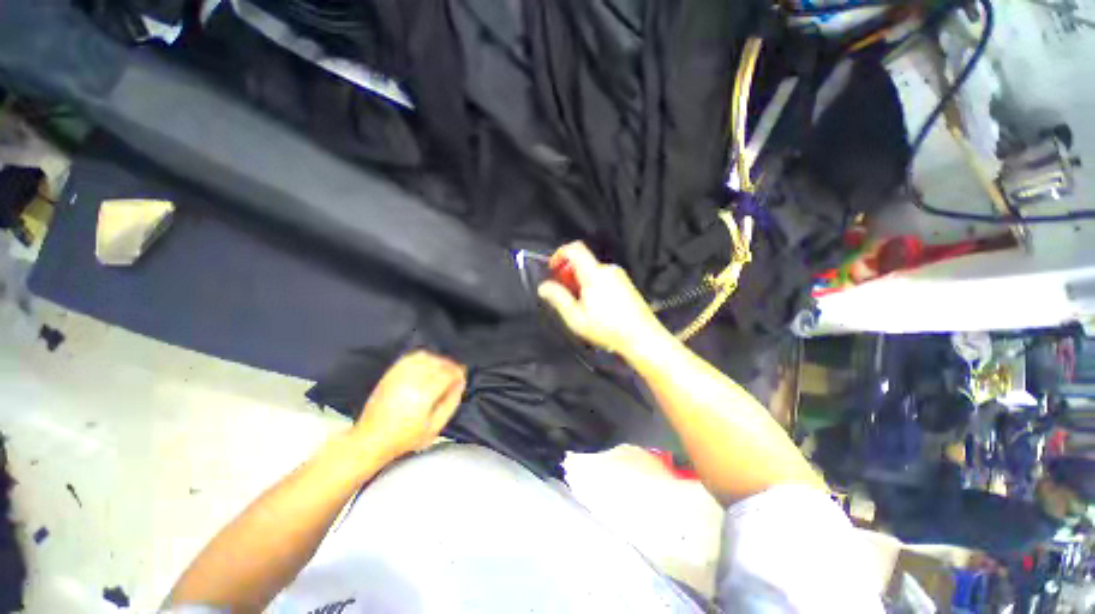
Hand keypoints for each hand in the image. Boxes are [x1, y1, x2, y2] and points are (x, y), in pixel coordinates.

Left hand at [352, 351, 465, 462]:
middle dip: (450, 366)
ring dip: (437, 361)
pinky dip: (422, 358)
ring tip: (441, 370)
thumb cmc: (405, 438)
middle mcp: (412, 381)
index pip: (447, 373)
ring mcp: (399, 376)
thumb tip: (460, 383)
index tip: (462, 377)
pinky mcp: (390, 374)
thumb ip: (451, 403)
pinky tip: (426, 366)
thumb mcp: (435, 428)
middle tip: (454, 375)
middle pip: (438, 363)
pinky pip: (410, 358)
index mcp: (424, 395)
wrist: (371, 439)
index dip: (458, 372)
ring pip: (425, 357)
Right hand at [537, 242, 668, 356]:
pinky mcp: (626, 284)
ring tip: (582, 307)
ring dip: (581, 283)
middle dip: (569, 275)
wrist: (642, 337)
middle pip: (582, 262)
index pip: (574, 249)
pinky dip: (593, 286)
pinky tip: (597, 308)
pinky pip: (603, 278)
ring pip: (592, 272)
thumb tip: (543, 286)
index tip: (553, 270)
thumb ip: (558, 298)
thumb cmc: (607, 328)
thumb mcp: (576, 317)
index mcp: (594, 273)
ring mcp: (619, 276)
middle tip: (566, 296)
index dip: (559, 254)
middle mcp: (608, 269)